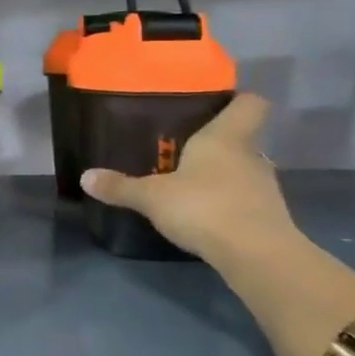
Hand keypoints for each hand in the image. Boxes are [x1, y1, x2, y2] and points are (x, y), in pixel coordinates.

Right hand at [79, 93, 294, 261]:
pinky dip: (229, 203)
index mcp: (226, 137)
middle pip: (242, 138)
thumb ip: (121, 187)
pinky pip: (246, 199)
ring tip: (191, 184)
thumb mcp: (152, 197)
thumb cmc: (204, 207)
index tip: (216, 103)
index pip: (250, 103)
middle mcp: (250, 155)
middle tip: (184, 148)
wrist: (257, 256)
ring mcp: (265, 187)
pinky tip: (205, 215)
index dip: (237, 99)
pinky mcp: (269, 217)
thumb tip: (85, 177)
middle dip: (217, 142)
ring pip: (243, 170)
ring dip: (223, 175)